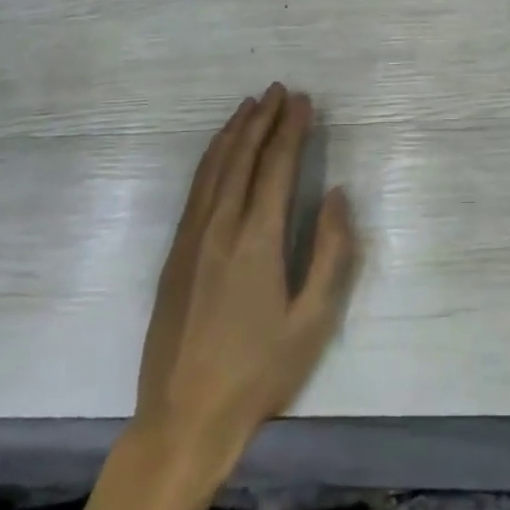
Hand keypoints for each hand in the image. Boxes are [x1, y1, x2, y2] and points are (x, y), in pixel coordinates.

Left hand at [134, 84, 359, 462]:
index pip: (277, 166)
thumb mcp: (314, 320)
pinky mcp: (174, 254)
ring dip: (234, 131)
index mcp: (257, 240)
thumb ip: (332, 252)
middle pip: (242, 157)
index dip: (291, 129)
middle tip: (280, 90)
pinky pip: (195, 189)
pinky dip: (211, 158)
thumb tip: (336, 194)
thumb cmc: (259, 373)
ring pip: (213, 167)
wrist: (182, 419)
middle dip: (263, 119)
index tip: (304, 101)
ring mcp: (191, 238)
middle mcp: (220, 227)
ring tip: (250, 105)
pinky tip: (219, 151)